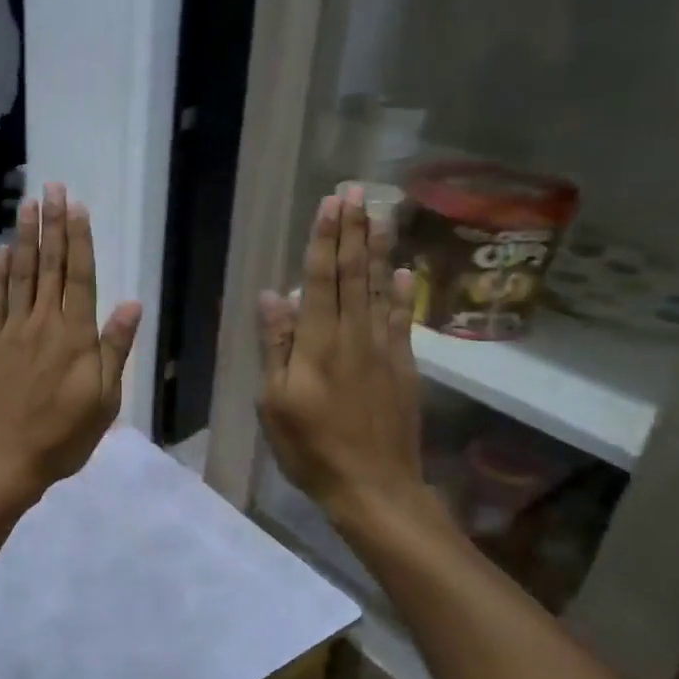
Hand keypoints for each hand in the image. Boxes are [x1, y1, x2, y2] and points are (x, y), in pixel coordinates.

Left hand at [0, 183, 141, 498]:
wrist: (3, 460)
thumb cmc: (61, 436)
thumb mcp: (104, 401)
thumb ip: (114, 349)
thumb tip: (131, 303)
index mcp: (75, 337)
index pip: (79, 277)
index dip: (78, 239)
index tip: (76, 207)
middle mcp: (43, 324)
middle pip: (48, 266)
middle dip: (52, 224)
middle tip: (51, 187)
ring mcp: (10, 331)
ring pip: (19, 275)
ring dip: (24, 238)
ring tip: (27, 204)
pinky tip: (0, 252)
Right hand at [258, 187, 440, 539]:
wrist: (374, 487)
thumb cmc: (311, 447)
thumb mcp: (275, 402)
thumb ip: (277, 345)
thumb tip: (274, 294)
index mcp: (319, 343)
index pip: (322, 280)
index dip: (326, 239)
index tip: (331, 203)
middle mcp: (354, 336)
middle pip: (355, 274)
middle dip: (354, 231)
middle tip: (358, 191)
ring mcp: (384, 350)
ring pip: (381, 289)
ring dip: (379, 249)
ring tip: (381, 214)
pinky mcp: (404, 368)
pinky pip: (402, 320)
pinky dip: (403, 292)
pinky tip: (405, 271)